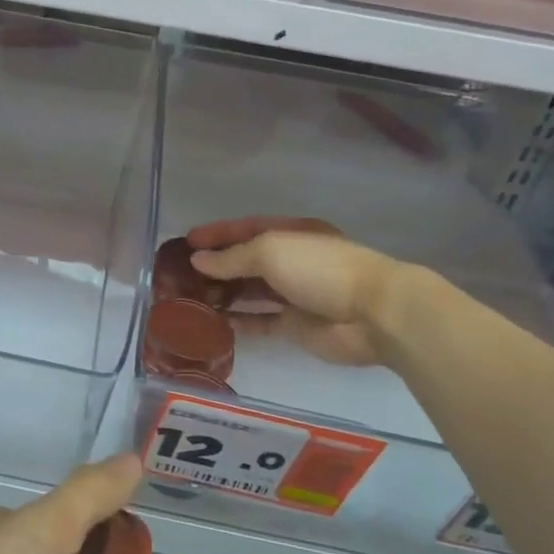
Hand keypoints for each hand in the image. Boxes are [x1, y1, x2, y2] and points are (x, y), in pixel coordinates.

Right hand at [186, 216, 410, 367]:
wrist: (372, 314)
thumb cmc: (320, 270)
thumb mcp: (270, 251)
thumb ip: (232, 257)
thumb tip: (198, 260)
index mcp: (291, 234)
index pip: (247, 228)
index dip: (217, 233)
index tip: (187, 241)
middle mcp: (293, 260)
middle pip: (247, 260)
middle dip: (217, 265)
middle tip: (182, 274)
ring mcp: (295, 294)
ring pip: (251, 291)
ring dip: (224, 293)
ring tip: (191, 298)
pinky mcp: (296, 325)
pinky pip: (261, 321)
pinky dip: (239, 321)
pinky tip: (214, 323)